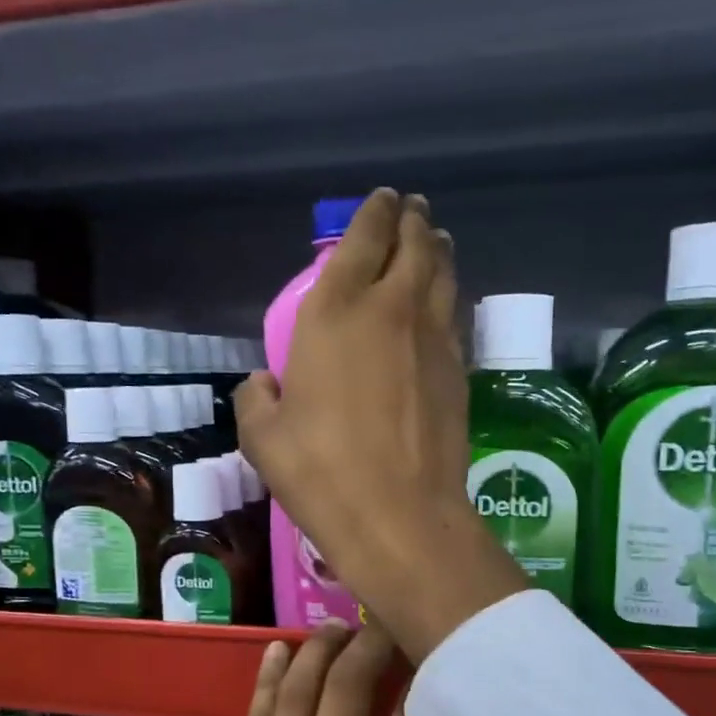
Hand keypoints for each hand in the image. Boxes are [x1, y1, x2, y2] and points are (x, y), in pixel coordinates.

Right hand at [236, 190, 524, 660]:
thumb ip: (257, 400)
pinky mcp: (458, 371)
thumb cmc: (320, 471)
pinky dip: (448, 298)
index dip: (372, 214)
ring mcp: (432, 339)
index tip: (382, 201)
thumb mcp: (264, 437)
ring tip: (436, 241)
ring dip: (438, 251)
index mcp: (334, 312)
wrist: (398, 514)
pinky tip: (443, 304)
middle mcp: (389, 310)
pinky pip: (453, 316)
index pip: (360, 241)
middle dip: (412, 222)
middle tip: (414, 210)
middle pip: (412, 246)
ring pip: (442, 275)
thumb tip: (263, 385)